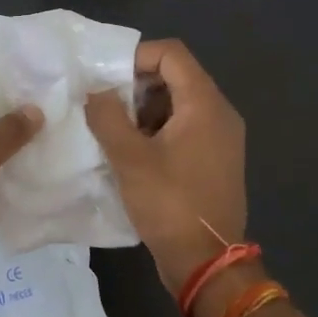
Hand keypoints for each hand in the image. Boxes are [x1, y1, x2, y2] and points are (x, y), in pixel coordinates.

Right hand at [85, 38, 246, 294]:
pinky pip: (185, 127)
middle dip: (137, 84)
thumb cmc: (170, 203)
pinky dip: (158, 129)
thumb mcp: (129, 158)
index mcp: (205, 104)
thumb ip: (107, 116)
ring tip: (114, 131)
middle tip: (106, 105)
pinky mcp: (215, 160)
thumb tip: (96, 92)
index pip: (172, 53)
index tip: (106, 78)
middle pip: (177, 76)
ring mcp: (221, 138)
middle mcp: (220, 113)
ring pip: (179, 103)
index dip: (136, 56)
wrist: (207, 263)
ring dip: (144, 109)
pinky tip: (132, 152)